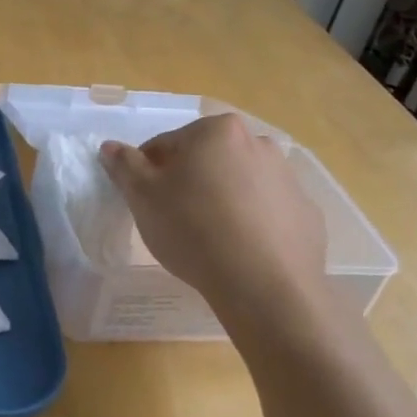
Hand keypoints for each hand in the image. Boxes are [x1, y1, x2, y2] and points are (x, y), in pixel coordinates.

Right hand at [100, 115, 330, 359]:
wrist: (263, 285)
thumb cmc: (193, 229)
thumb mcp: (143, 196)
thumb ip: (124, 165)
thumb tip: (110, 147)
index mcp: (217, 131)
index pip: (166, 144)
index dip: (148, 172)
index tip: (144, 201)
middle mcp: (258, 143)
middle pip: (207, 160)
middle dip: (189, 182)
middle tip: (173, 218)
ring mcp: (288, 179)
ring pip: (239, 183)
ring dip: (221, 199)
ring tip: (208, 238)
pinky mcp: (307, 214)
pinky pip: (267, 212)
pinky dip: (252, 223)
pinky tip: (239, 251)